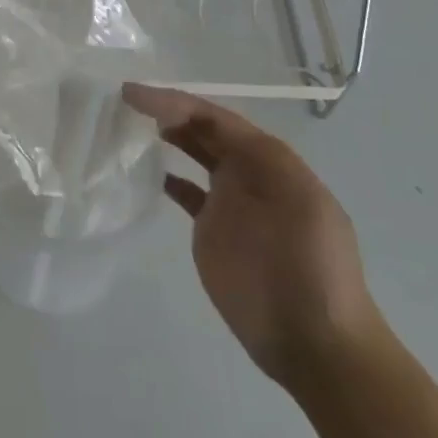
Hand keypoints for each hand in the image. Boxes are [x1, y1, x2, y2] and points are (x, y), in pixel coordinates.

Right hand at [124, 84, 384, 391]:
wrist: (314, 342)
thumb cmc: (308, 269)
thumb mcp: (299, 204)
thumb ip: (261, 161)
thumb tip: (209, 131)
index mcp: (271, 162)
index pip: (217, 118)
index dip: (176, 101)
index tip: (133, 95)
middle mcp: (249, 174)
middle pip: (204, 129)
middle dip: (169, 110)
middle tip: (124, 103)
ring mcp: (230, 203)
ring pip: (195, 153)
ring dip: (168, 135)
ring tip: (128, 125)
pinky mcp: (212, 231)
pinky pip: (186, 191)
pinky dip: (167, 176)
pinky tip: (143, 171)